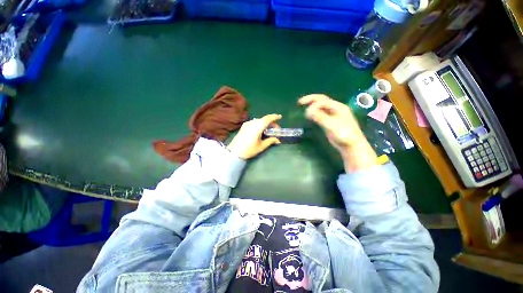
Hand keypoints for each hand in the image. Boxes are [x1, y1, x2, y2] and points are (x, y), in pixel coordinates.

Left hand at [227, 114, 281, 159]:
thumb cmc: (249, 150)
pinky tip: (261, 130)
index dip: (274, 117)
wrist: (234, 152)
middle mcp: (252, 123)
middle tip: (276, 129)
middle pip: (264, 119)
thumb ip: (270, 141)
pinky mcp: (244, 126)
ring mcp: (247, 124)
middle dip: (271, 122)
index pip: (267, 119)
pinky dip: (260, 124)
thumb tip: (277, 139)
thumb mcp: (261, 146)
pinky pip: (254, 122)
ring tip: (269, 130)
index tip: (280, 117)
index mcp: (257, 127)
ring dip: (265, 123)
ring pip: (259, 120)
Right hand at [298, 94, 364, 152]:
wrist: (352, 146)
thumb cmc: (344, 134)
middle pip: (322, 101)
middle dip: (311, 100)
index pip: (323, 101)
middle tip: (300, 102)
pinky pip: (321, 114)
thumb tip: (307, 111)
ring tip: (303, 106)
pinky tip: (310, 115)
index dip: (313, 104)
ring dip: (312, 106)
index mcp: (338, 107)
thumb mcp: (331, 125)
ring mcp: (333, 116)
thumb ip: (320, 117)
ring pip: (321, 108)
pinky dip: (314, 113)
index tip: (306, 112)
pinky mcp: (330, 122)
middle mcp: (336, 109)